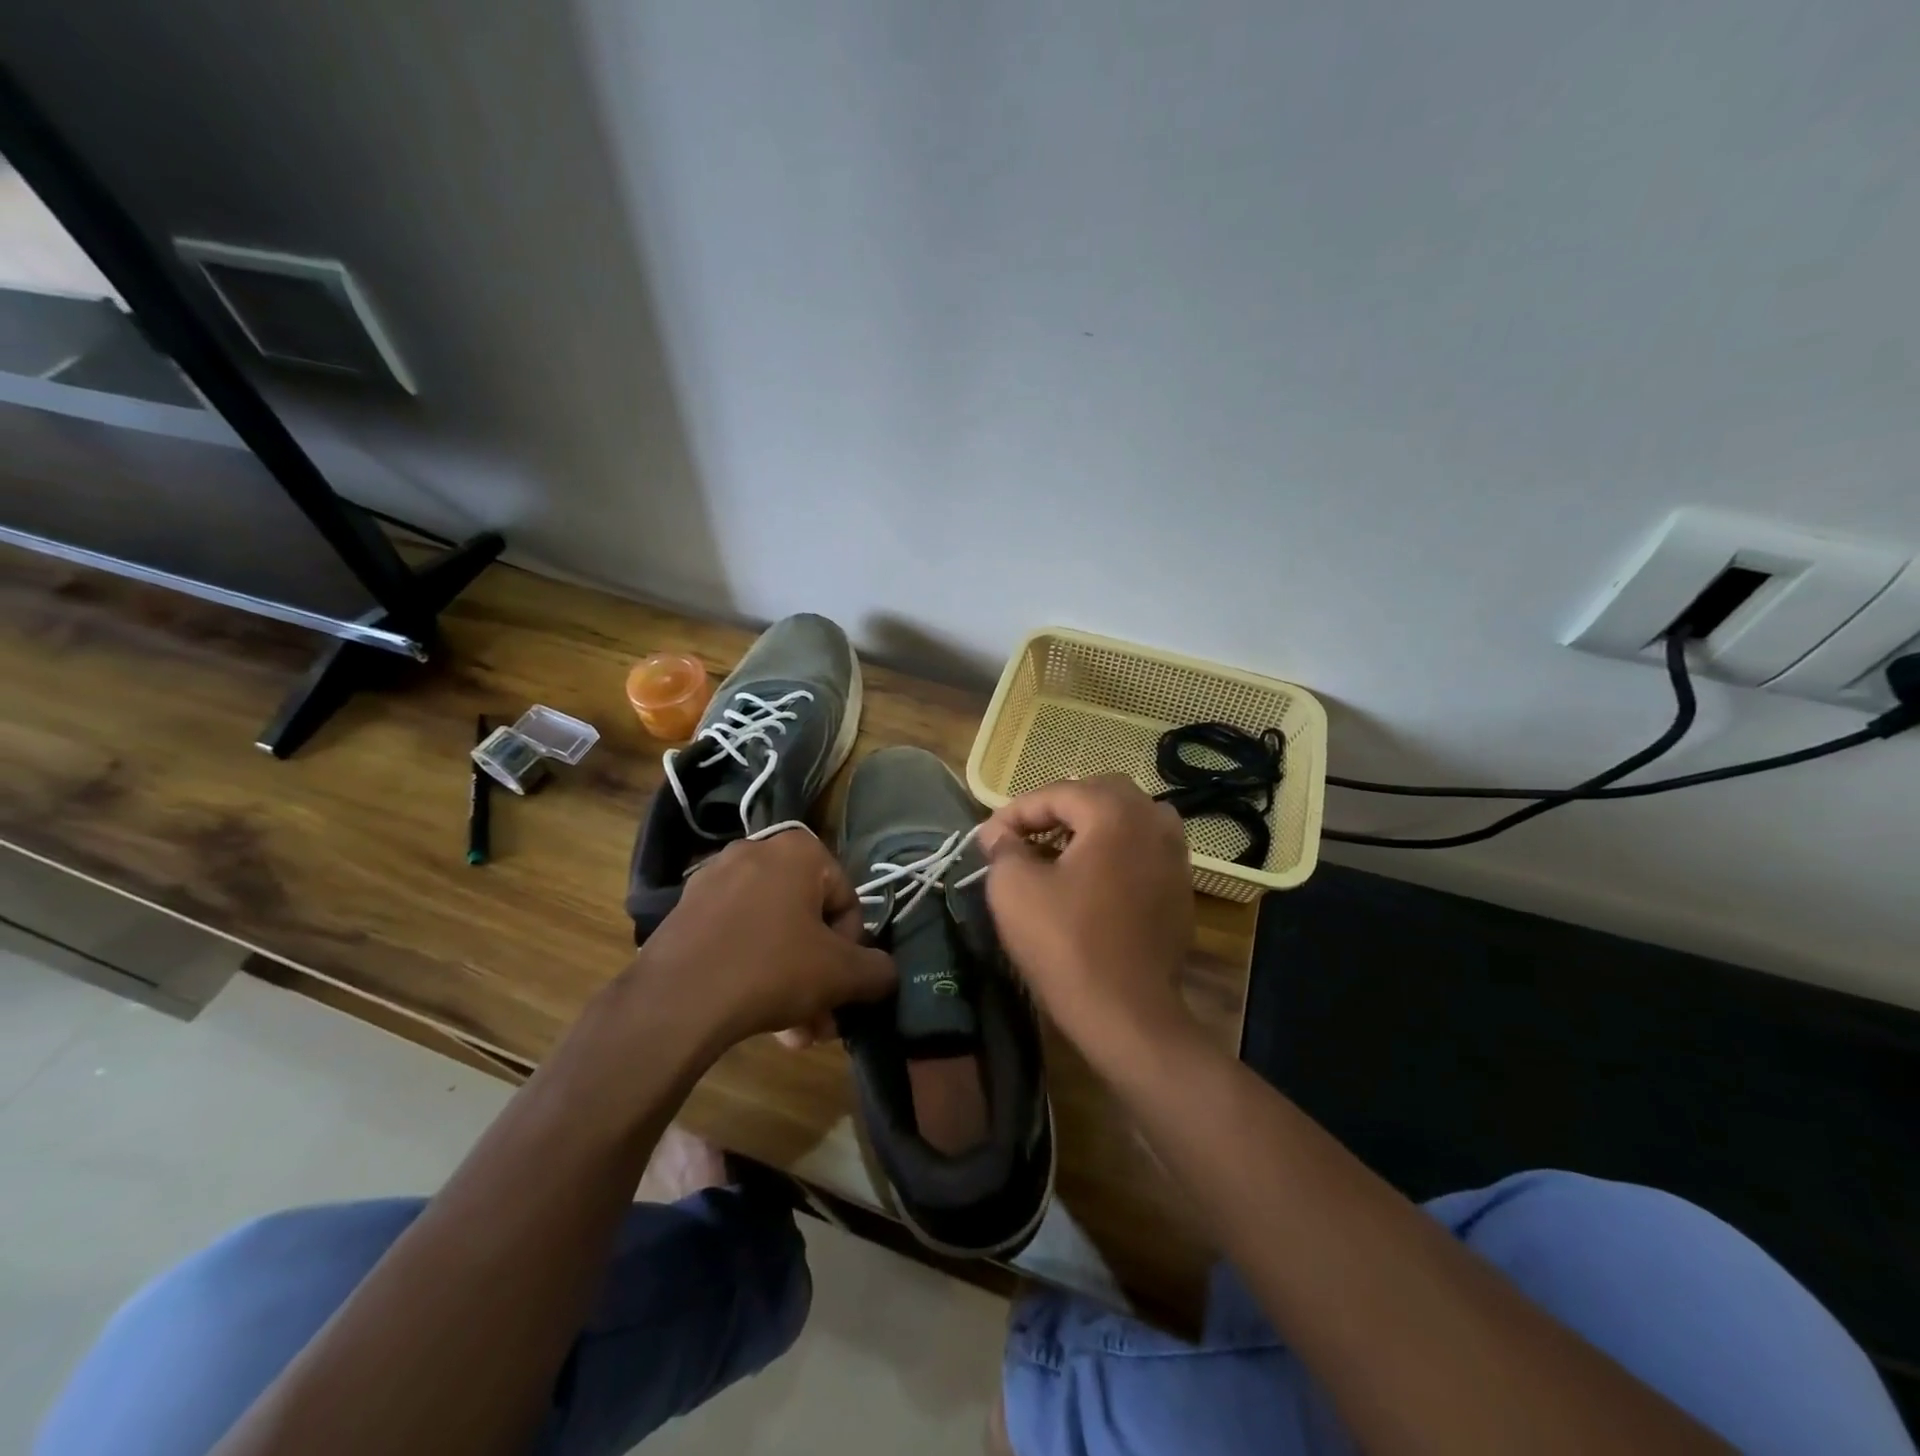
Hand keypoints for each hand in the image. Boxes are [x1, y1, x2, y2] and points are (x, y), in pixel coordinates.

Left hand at [631, 830, 893, 1046]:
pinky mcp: (685, 910)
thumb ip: (877, 970)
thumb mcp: (841, 974)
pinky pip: (737, 937)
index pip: (847, 899)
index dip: (852, 948)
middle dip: (820, 975)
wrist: (674, 1002)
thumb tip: (885, 974)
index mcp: (798, 850)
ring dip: (792, 983)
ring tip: (794, 1035)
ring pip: (773, 933)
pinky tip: (760, 1020)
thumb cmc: (771, 970)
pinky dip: (754, 971)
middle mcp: (756, 851)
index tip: (841, 984)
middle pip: (808, 920)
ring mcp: (714, 880)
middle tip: (823, 1020)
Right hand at [975, 776, 1196, 1061]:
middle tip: (1023, 837)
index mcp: (1116, 812)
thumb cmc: (1066, 944)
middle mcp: (1154, 821)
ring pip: (1125, 819)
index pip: (1056, 793)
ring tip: (1056, 852)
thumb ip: (1003, 848)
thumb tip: (1000, 835)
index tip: (987, 840)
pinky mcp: (1181, 887)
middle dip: (1055, 810)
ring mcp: (1176, 854)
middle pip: (1097, 794)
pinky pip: (1142, 849)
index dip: (1015, 813)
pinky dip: (1113, 851)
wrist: (1128, 1014)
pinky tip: (1089, 879)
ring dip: (1088, 827)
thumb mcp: (1014, 889)